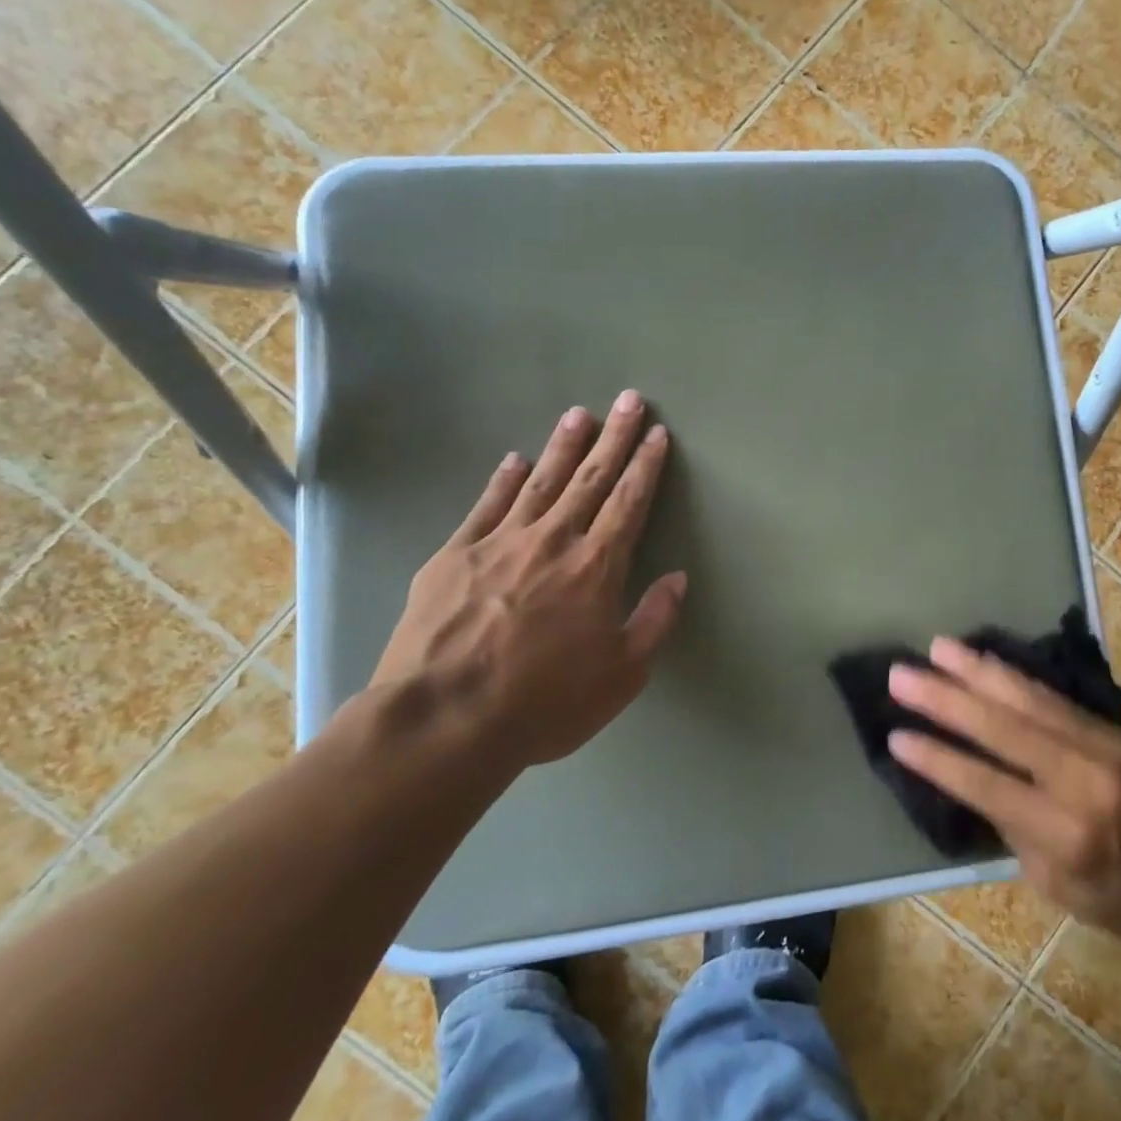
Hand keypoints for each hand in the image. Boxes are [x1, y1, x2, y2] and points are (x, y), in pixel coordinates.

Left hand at [371, 390, 686, 768]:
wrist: (442, 721)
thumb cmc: (544, 703)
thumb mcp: (621, 675)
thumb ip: (654, 621)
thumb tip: (677, 578)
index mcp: (596, 567)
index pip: (629, 503)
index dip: (646, 466)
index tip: (657, 434)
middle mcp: (553, 540)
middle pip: (591, 478)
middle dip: (614, 437)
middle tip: (629, 400)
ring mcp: (499, 542)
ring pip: (541, 481)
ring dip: (564, 446)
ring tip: (580, 413)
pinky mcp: (454, 554)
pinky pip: (486, 506)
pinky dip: (503, 480)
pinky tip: (515, 460)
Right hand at [887, 639, 1120, 962]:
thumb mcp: (1059, 890)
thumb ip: (1015, 829)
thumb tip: (973, 778)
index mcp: (1066, 836)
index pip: (983, 784)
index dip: (936, 758)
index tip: (895, 735)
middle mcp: (1083, 782)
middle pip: (1000, 728)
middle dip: (944, 698)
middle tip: (900, 674)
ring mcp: (1104, 749)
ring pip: (1028, 699)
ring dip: (977, 671)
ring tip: (937, 647)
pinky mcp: (1117, 731)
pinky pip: (1054, 698)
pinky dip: (1014, 677)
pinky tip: (987, 662)